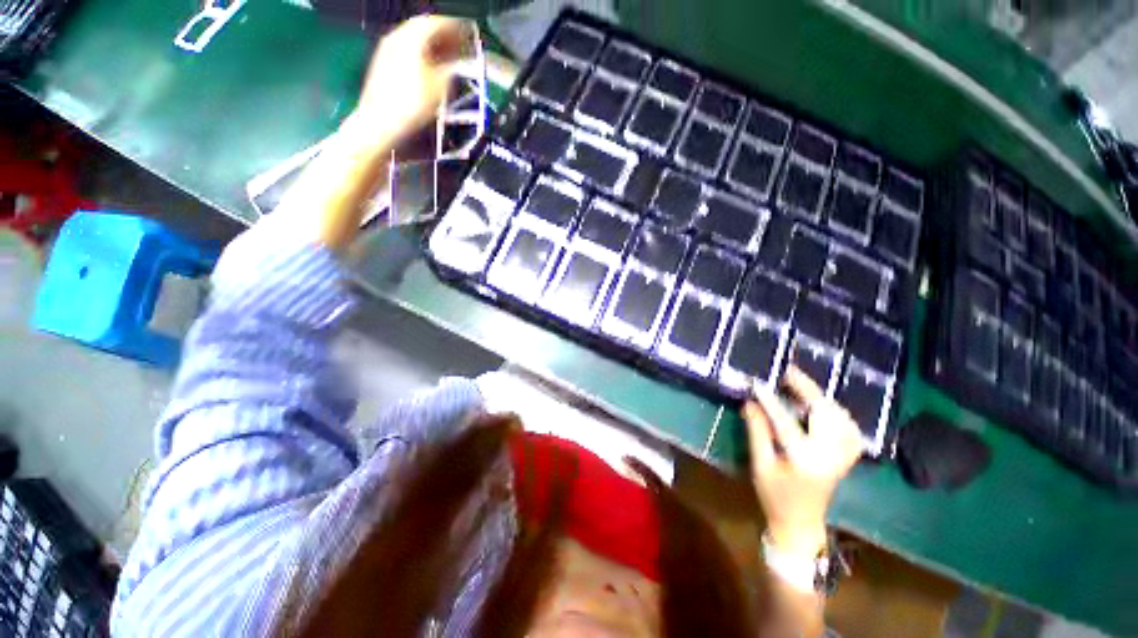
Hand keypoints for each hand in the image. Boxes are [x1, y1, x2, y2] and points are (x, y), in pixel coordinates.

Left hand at [343, 15, 471, 150]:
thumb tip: (457, 63)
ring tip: (447, 56)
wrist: (379, 121)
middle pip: (423, 27)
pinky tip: (429, 66)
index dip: (455, 28)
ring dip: (431, 44)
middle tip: (458, 44)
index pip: (436, 23)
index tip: (468, 35)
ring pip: (413, 38)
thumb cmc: (411, 104)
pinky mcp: (382, 63)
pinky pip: (405, 49)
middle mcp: (397, 36)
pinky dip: (420, 52)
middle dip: (443, 34)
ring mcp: (387, 49)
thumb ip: (450, 70)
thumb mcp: (439, 88)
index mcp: (412, 38)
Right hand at [743, 366, 862, 557]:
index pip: (786, 422)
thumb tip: (750, 402)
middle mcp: (830, 454)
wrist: (801, 523)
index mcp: (804, 460)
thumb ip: (757, 431)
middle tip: (787, 372)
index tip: (756, 383)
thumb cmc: (775, 495)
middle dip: (807, 389)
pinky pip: (847, 424)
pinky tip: (821, 405)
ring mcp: (844, 455)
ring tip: (800, 385)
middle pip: (824, 413)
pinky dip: (834, 410)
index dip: (770, 400)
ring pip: (840, 415)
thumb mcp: (760, 464)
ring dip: (821, 397)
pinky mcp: (848, 455)